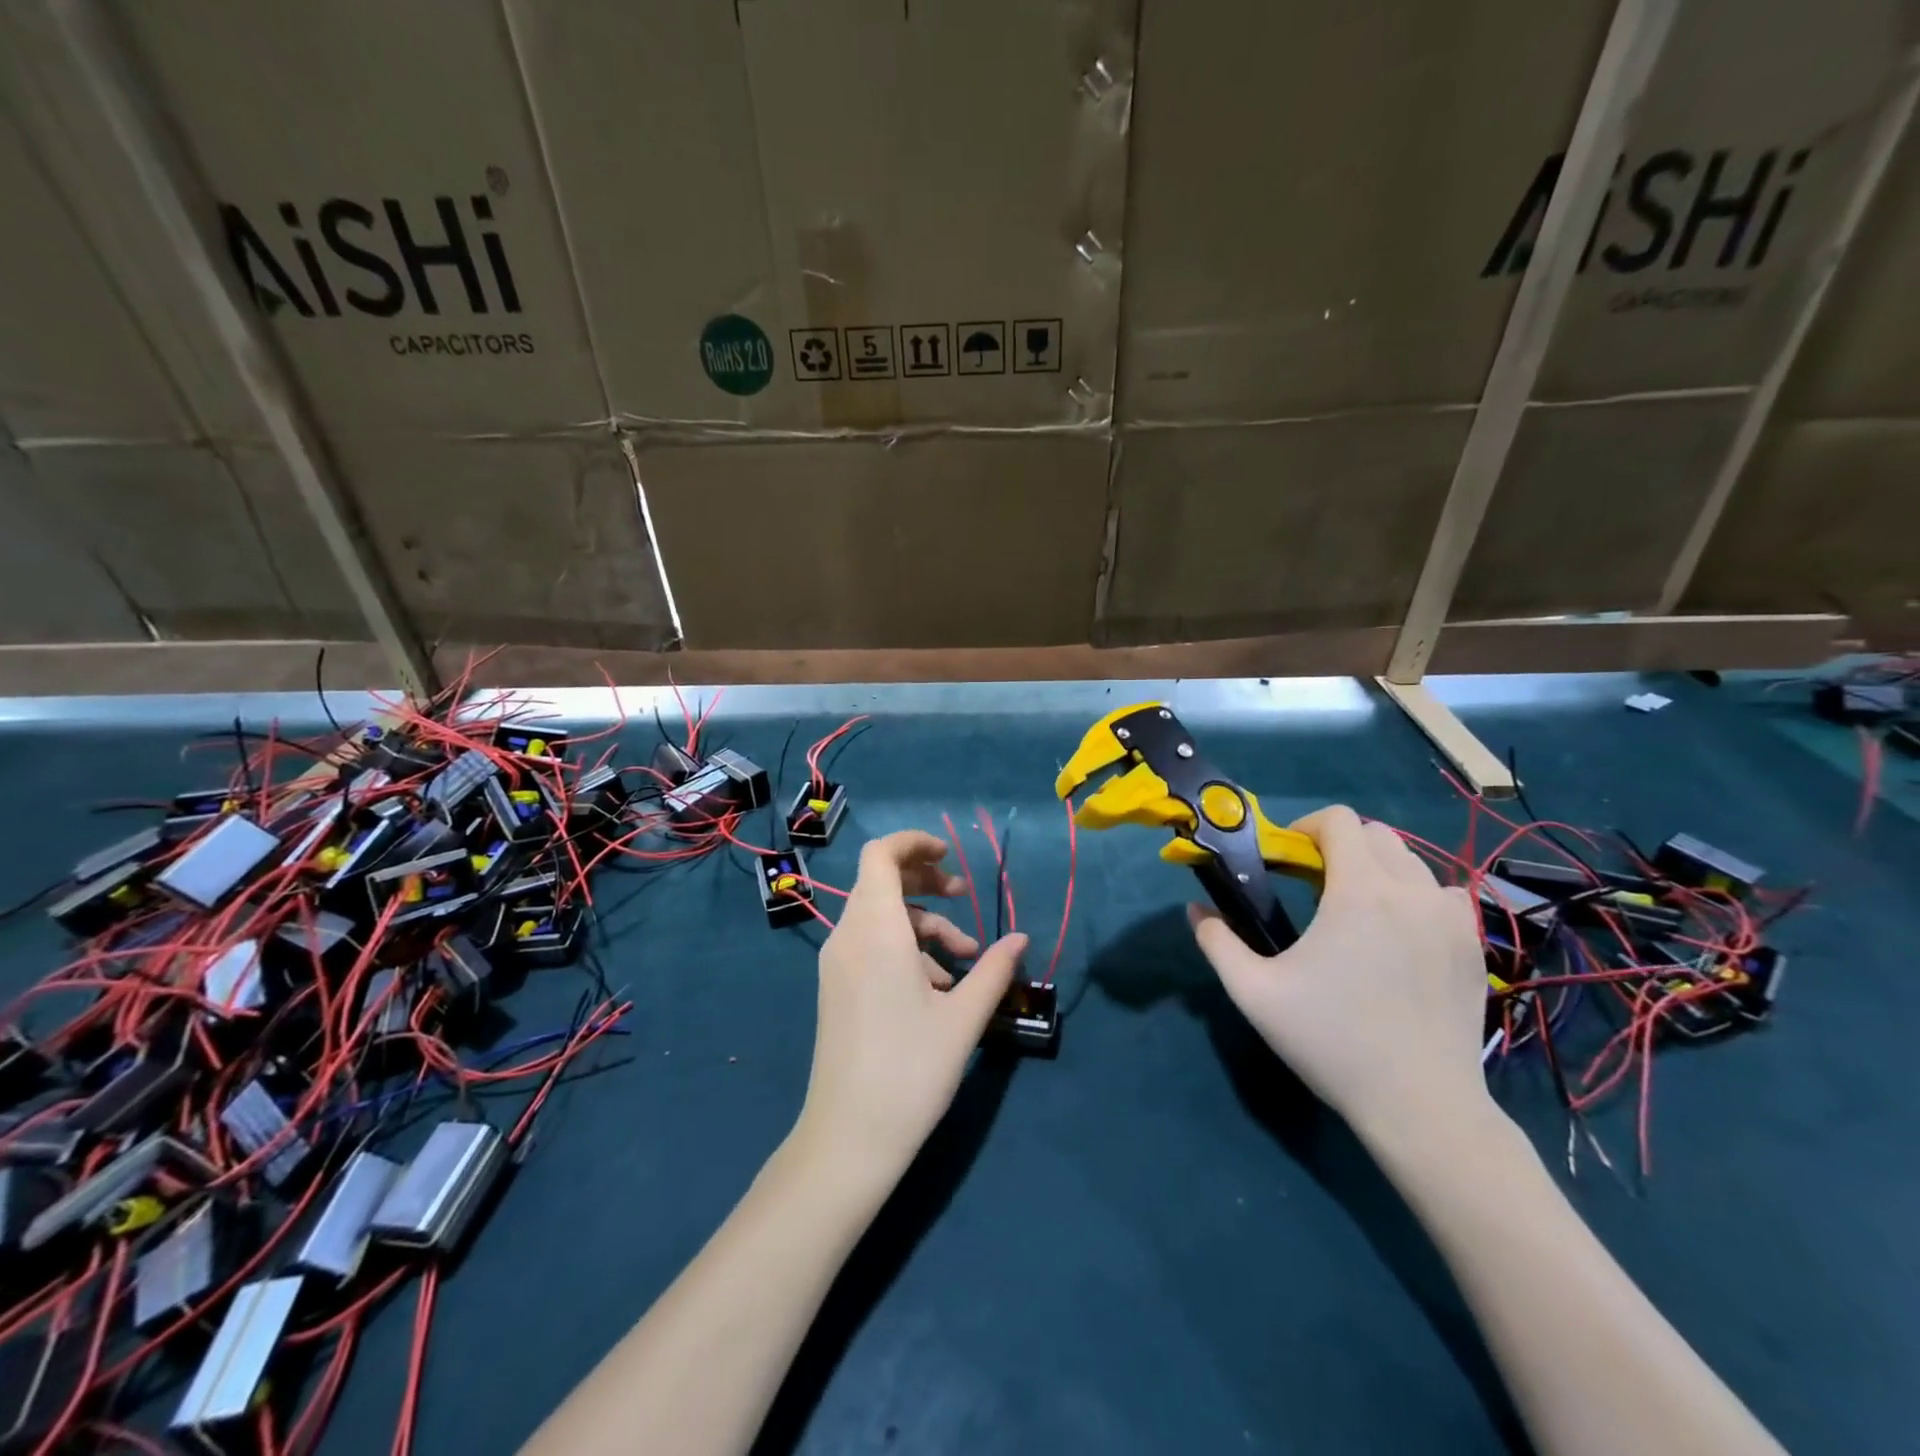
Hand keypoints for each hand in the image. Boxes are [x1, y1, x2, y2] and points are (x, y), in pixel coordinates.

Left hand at [794, 830, 1027, 1191]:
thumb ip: (995, 969)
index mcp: (876, 930)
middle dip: (926, 881)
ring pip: (882, 917)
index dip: (915, 843)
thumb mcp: (964, 1017)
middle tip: (963, 897)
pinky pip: (871, 945)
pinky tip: (938, 988)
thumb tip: (1021, 939)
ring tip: (965, 960)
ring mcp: (837, 964)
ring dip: (925, 925)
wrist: (848, 1139)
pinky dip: (906, 949)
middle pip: (882, 881)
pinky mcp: (836, 988)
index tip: (951, 857)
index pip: (881, 854)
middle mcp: (848, 937)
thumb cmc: (910, 1070)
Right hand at [1188, 805, 1493, 1149]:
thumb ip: (1217, 942)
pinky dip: (1413, 897)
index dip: (1305, 827)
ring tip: (1355, 912)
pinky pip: (1440, 895)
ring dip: (1377, 870)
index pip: (1338, 820)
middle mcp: (1412, 891)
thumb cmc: (1332, 1042)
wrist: (1422, 1105)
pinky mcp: (1472, 946)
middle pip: (1375, 834)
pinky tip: (1396, 937)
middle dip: (1339, 846)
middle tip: (1313, 886)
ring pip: (1410, 862)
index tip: (1286, 860)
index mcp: (1360, 892)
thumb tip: (1195, 910)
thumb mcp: (1254, 993)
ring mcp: (1450, 918)